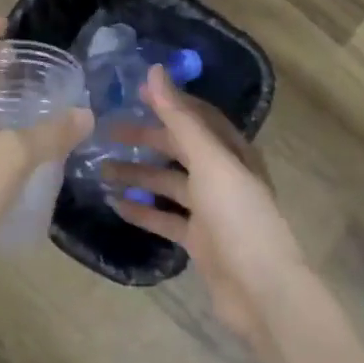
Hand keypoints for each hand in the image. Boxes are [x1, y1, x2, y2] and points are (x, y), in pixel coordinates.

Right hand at [105, 66, 310, 340]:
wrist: (261, 291)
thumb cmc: (238, 216)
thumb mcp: (209, 161)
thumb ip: (179, 118)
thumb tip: (154, 71)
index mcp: (232, 151)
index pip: (197, 116)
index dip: (169, 102)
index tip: (134, 93)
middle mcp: (223, 175)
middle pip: (180, 148)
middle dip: (146, 138)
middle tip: (107, 132)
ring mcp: (211, 210)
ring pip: (169, 183)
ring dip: (139, 175)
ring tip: (102, 170)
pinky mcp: (200, 240)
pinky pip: (166, 218)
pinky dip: (143, 210)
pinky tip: (115, 204)